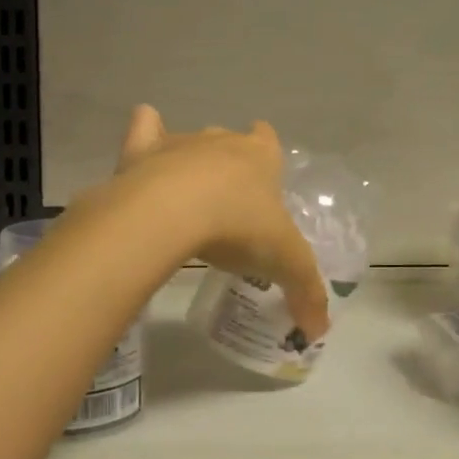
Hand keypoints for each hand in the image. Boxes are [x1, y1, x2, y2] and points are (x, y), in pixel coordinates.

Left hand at [113, 105, 331, 340]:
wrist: (170, 213)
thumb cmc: (239, 227)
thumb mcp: (285, 263)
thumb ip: (306, 292)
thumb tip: (319, 331)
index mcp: (260, 156)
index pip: (268, 141)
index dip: (267, 157)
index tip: (264, 180)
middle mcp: (221, 141)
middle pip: (229, 142)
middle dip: (229, 165)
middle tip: (227, 206)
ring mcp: (179, 143)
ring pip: (188, 141)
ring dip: (188, 161)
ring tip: (185, 198)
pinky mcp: (139, 150)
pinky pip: (144, 127)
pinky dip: (145, 136)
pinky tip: (142, 159)